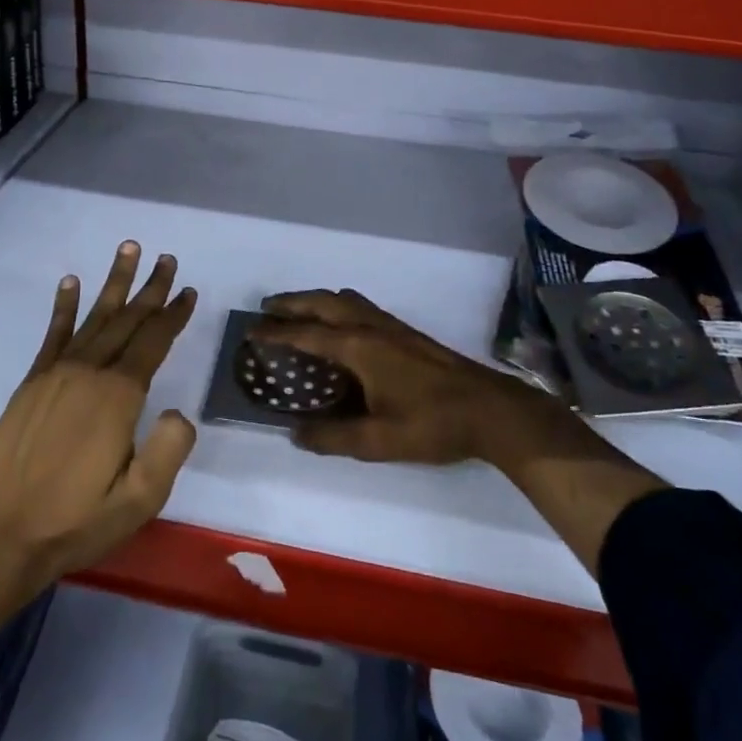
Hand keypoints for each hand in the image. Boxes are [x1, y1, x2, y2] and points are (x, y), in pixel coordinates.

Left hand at [0, 242, 197, 602]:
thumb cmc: (75, 523)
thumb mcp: (139, 500)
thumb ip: (169, 451)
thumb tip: (179, 411)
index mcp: (118, 397)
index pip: (153, 343)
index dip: (174, 315)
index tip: (188, 291)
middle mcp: (88, 373)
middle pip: (127, 320)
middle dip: (150, 289)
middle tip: (167, 259)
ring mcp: (56, 375)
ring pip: (94, 318)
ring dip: (114, 283)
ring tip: (128, 249)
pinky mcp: (30, 385)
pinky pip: (52, 335)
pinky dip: (64, 307)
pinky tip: (70, 283)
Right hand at [251, 288, 596, 474]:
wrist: (490, 409)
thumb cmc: (432, 424)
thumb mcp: (379, 440)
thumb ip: (334, 437)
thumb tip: (295, 433)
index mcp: (359, 348)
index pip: (307, 333)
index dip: (276, 332)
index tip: (251, 330)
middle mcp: (371, 327)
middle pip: (324, 303)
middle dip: (293, 302)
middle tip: (267, 308)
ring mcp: (392, 326)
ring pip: (345, 300)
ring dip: (317, 300)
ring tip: (299, 311)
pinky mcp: (407, 333)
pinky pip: (362, 307)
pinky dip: (339, 306)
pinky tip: (343, 326)